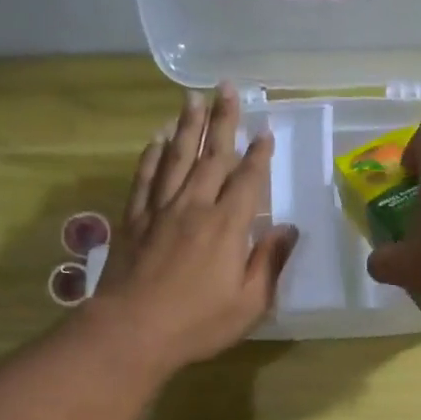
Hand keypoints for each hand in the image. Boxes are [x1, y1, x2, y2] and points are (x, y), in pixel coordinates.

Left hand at [91, 84, 298, 375]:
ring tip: (193, 98)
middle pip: (211, 156)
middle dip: (223, 121)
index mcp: (227, 226)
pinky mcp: (134, 219)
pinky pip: (145, 177)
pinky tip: (157, 139)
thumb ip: (269, 263)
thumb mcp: (249, 303)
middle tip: (227, 88)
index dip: (259, 155)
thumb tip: (288, 230)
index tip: (265, 130)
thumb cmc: (198, 323)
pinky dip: (152, 155)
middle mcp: (194, 206)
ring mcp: (160, 210)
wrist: (132, 331)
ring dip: (187, 126)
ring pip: (176, 157)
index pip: (247, 180)